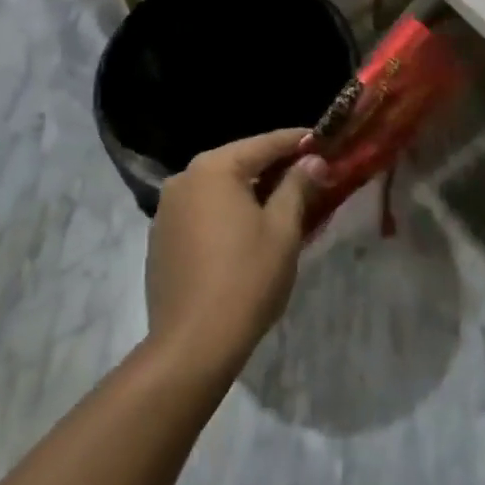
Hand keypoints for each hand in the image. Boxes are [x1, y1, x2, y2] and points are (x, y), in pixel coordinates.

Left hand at [146, 130, 325, 383]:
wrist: (192, 344)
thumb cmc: (246, 278)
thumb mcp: (282, 229)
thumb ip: (297, 186)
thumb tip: (312, 160)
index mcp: (214, 168)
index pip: (264, 143)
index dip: (297, 141)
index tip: (322, 140)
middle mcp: (184, 178)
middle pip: (238, 162)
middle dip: (273, 167)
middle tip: (308, 173)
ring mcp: (167, 209)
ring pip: (218, 188)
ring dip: (249, 191)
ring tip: (282, 202)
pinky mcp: (161, 239)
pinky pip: (202, 212)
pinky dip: (226, 213)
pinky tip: (246, 231)